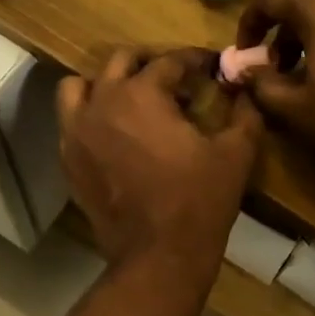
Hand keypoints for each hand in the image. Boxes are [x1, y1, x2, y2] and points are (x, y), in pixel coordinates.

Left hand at [58, 49, 262, 276]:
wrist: (158, 256)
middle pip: (120, 62)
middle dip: (149, 63)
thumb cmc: (199, 201)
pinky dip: (89, 118)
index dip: (194, 59)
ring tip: (129, 100)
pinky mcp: (68, 161)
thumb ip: (244, 115)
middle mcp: (101, 103)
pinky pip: (70, 123)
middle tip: (173, 80)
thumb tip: (246, 94)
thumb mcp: (235, 155)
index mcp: (141, 94)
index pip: (169, 61)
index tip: (210, 66)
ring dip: (105, 85)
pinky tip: (114, 135)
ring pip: (79, 87)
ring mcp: (77, 132)